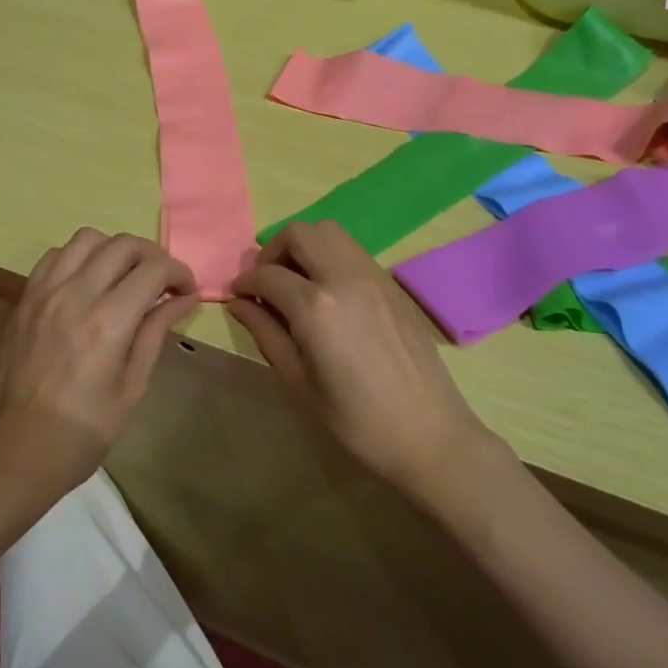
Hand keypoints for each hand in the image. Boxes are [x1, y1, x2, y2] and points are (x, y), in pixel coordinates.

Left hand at [0, 228, 197, 505]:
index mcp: (109, 321)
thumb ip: (156, 332)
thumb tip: (183, 299)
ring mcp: (45, 293)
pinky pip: (54, 256)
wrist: (21, 448)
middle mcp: (76, 294)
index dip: (179, 273)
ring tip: (122, 276)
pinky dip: (78, 258)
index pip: (154, 269)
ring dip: (113, 250)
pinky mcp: (25, 298)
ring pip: (86, 239)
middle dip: (152, 256)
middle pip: (122, 244)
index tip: (187, 290)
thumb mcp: (133, 385)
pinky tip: (86, 283)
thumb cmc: (86, 428)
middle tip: (161, 281)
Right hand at [229, 221, 493, 499]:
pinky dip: (329, 256)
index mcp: (316, 308)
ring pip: (329, 232)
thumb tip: (239, 303)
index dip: (245, 282)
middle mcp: (344, 278)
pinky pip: (352, 250)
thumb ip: (266, 333)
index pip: (267, 274)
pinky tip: (327, 293)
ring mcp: (373, 276)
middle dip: (273, 252)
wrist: (430, 435)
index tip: (238, 295)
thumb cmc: (356, 421)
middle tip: (267, 284)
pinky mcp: (392, 284)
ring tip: (296, 283)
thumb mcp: (299, 382)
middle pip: (300, 233)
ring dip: (304, 247)